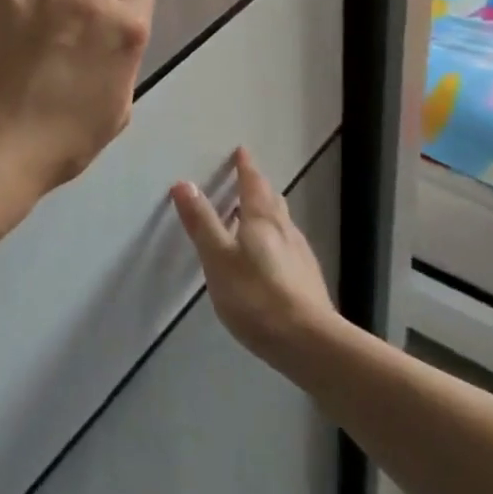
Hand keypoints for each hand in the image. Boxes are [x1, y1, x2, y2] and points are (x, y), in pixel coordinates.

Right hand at [172, 148, 335, 365]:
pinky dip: (276, 239)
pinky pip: (289, 246)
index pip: (253, 183)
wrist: (308, 342)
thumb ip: (202, 222)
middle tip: (247, 180)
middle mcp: (285, 230)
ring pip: (283, 223)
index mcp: (262, 219)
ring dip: (268, 213)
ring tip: (254, 216)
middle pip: (272, 200)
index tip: (241, 151)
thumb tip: (184, 183)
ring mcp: (300, 255)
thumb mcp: (218, 258)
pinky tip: (271, 257)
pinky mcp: (308, 280)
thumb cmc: (255, 295)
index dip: (245, 167)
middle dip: (258, 188)